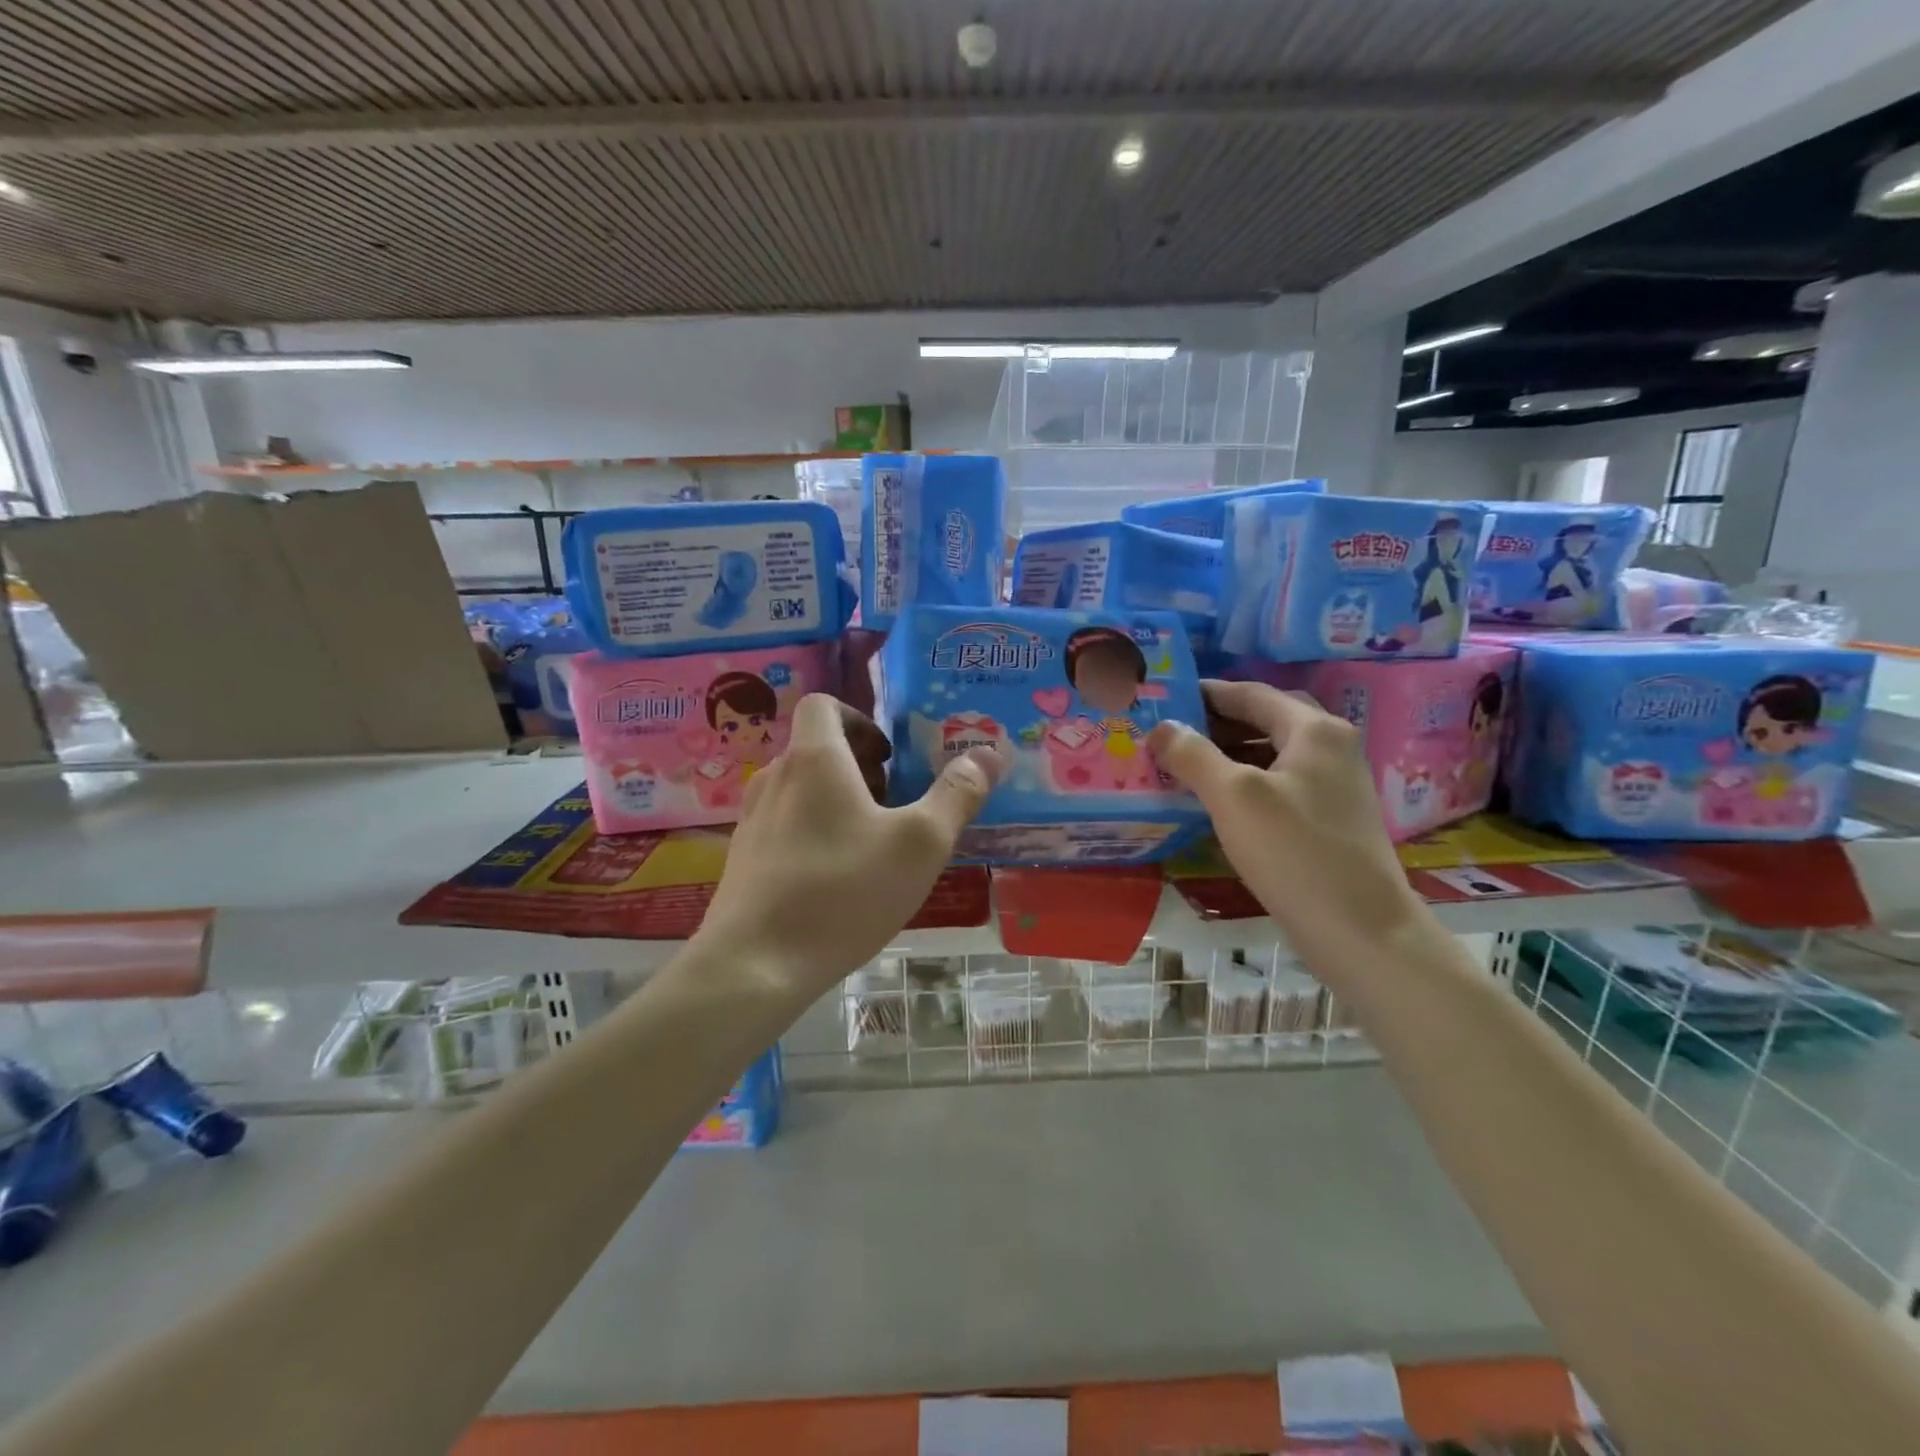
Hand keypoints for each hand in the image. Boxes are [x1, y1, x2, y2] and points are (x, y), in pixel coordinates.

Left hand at [698, 695, 1005, 995]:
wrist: (755, 965)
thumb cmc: (844, 892)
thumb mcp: (920, 844)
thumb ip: (957, 794)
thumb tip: (989, 753)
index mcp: (814, 759)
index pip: (823, 705)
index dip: (860, 718)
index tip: (889, 756)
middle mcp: (775, 778)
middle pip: (815, 749)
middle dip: (858, 767)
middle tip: (894, 804)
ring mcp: (752, 819)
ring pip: (800, 789)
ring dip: (837, 801)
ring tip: (870, 845)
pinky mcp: (743, 859)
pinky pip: (784, 825)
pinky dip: (813, 833)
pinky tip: (836, 881)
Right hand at [1147, 680, 1420, 966]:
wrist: (1361, 931)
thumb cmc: (1296, 853)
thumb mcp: (1234, 797)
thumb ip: (1194, 755)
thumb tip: (1162, 727)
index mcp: (1314, 730)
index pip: (1251, 693)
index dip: (1205, 693)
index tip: (1164, 699)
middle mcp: (1331, 747)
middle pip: (1264, 719)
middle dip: (1215, 723)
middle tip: (1168, 732)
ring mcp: (1335, 784)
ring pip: (1271, 753)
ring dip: (1228, 753)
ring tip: (1182, 765)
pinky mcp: (1330, 818)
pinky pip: (1279, 784)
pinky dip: (1245, 781)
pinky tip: (1215, 802)